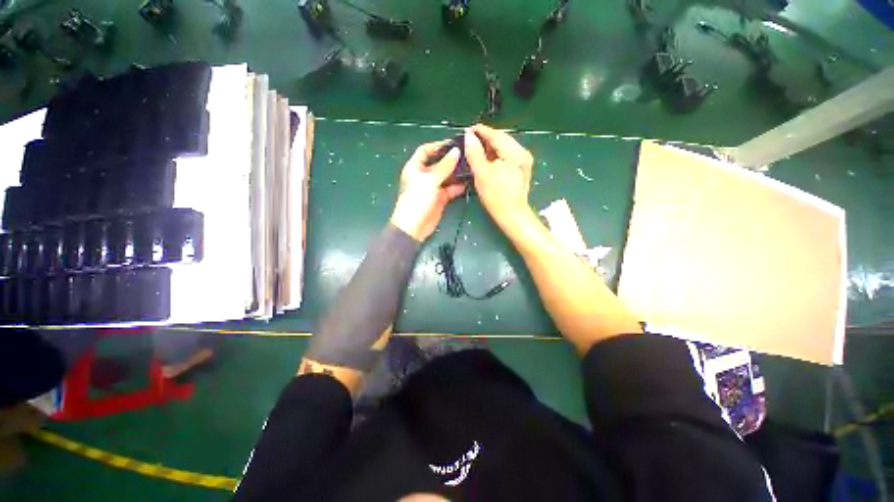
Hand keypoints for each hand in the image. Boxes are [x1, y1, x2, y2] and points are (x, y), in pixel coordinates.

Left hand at [390, 140, 466, 240]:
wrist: (414, 227)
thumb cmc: (417, 200)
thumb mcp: (430, 180)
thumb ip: (444, 166)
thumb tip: (456, 151)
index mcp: (415, 167)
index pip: (425, 151)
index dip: (437, 145)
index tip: (453, 143)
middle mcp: (424, 176)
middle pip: (439, 163)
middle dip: (452, 159)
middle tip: (468, 155)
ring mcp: (433, 188)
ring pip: (447, 177)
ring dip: (457, 173)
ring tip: (472, 167)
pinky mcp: (440, 199)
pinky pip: (451, 189)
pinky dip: (458, 186)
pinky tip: (469, 182)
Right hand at [464, 124, 533, 228]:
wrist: (512, 215)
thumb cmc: (496, 196)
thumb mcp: (482, 173)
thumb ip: (475, 153)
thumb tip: (469, 136)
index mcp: (514, 152)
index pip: (496, 134)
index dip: (481, 131)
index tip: (467, 130)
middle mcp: (522, 152)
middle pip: (502, 139)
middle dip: (486, 138)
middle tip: (470, 140)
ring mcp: (524, 161)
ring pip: (504, 147)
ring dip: (491, 147)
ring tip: (476, 149)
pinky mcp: (522, 169)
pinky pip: (507, 155)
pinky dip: (496, 155)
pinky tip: (488, 159)